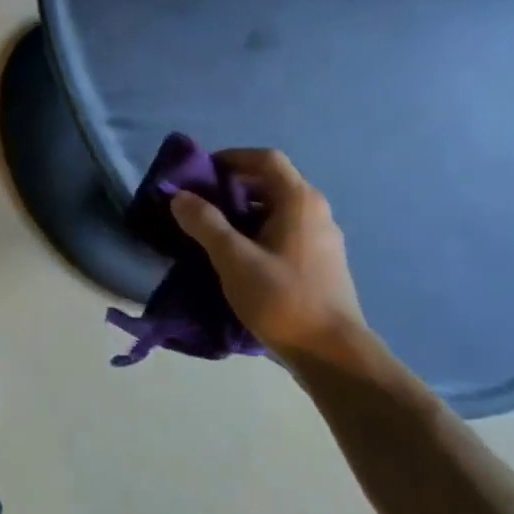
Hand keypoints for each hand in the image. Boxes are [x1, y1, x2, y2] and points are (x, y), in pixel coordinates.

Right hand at [169, 148, 387, 379]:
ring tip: (213, 232)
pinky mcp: (321, 262)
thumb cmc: (282, 299)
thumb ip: (205, 223)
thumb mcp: (234, 259)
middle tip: (200, 204)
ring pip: (277, 209)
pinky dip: (258, 232)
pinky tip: (239, 258)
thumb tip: (180, 196)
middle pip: (271, 182)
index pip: (265, 159)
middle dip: (233, 187)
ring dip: (244, 212)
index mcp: (299, 201)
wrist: (333, 354)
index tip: (201, 174)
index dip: (231, 158)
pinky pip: (285, 231)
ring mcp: (322, 238)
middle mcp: (315, 211)